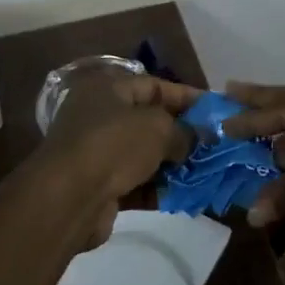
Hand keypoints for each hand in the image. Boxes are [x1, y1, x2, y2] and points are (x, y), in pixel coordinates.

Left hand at [38, 67, 199, 203]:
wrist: (69, 198)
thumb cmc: (113, 145)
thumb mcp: (157, 128)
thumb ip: (183, 131)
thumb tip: (197, 139)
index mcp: (107, 89)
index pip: (154, 86)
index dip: (187, 97)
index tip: (216, 110)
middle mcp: (100, 117)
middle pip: (149, 121)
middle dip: (183, 134)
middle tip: (215, 145)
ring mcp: (98, 153)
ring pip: (144, 155)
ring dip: (173, 164)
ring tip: (206, 172)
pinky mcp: (100, 186)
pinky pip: (136, 183)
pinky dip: (159, 188)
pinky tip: (186, 195)